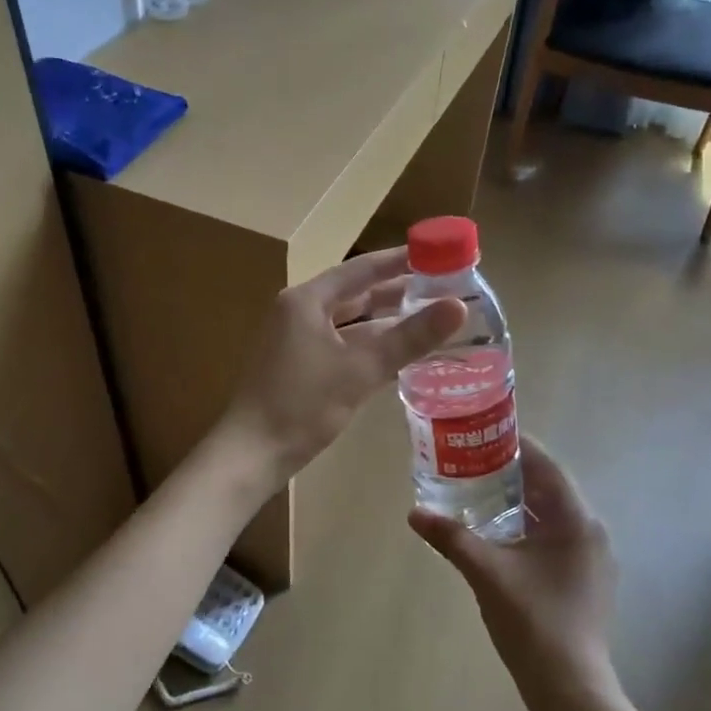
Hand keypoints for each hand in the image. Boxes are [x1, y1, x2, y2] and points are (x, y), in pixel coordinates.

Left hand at [217, 248, 465, 489]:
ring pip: (352, 323)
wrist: (252, 455)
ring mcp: (299, 341)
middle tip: (444, 289)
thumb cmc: (301, 405)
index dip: (400, 261)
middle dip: (399, 292)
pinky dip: (372, 347)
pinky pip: (344, 346)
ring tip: (432, 319)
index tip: (437, 255)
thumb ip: (409, 337)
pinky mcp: (302, 367)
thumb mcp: (360, 369)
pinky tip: (403, 354)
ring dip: (388, 322)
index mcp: (308, 300)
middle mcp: (301, 312)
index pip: (362, 269)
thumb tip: (459, 306)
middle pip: (357, 294)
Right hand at [409, 438, 619, 710]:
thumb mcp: (487, 575)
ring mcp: (591, 557)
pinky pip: (555, 537)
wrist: (571, 690)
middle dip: (512, 473)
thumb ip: (452, 539)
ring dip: (519, 501)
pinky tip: (499, 534)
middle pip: (550, 488)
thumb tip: (415, 513)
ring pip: (552, 514)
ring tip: (479, 492)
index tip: (484, 435)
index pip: (547, 466)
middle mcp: (590, 531)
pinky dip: (528, 527)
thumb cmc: (533, 624)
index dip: (517, 446)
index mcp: (576, 520)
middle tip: (472, 463)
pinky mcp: (585, 578)